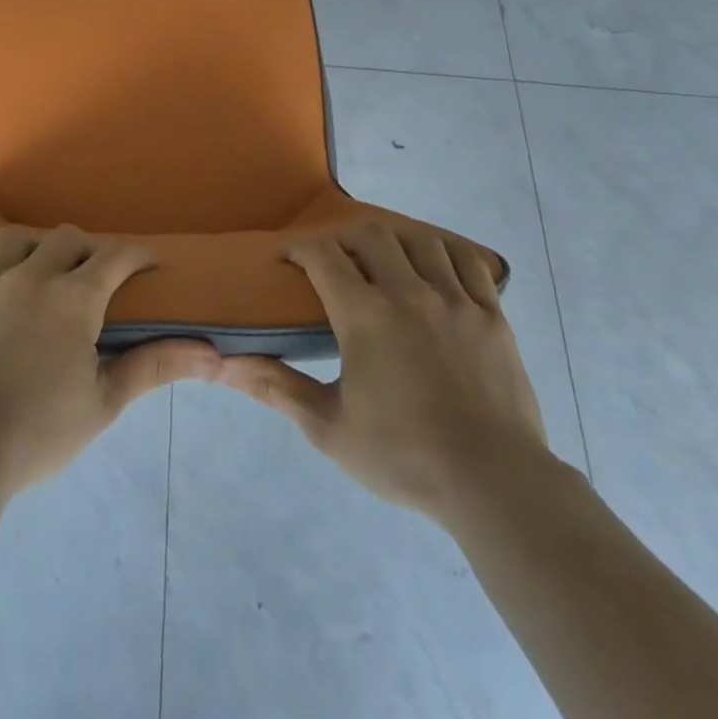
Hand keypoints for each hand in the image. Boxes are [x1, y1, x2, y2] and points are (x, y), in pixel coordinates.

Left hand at [0, 225, 219, 496]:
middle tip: (90, 277)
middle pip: (66, 239)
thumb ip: (155, 367)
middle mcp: (27, 275)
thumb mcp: (104, 402)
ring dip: (34, 248)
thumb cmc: (37, 433)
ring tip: (37, 271)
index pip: (114, 257)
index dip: (136, 255)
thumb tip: (213, 355)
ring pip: (14, 239)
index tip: (146, 265)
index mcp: (72, 299)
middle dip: (86, 251)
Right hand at [218, 221, 549, 522]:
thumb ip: (276, 387)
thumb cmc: (403, 456)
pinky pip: (468, 262)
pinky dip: (444, 254)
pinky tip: (435, 269)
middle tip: (332, 261)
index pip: (322, 255)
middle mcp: (409, 293)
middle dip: (343, 238)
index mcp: (365, 316)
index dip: (298, 248)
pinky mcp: (492, 315)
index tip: (286, 258)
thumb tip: (223, 365)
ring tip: (383, 262)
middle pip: (370, 235)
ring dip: (393, 242)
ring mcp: (456, 300)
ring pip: (420, 241)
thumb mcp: (328, 428)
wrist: (494, 484)